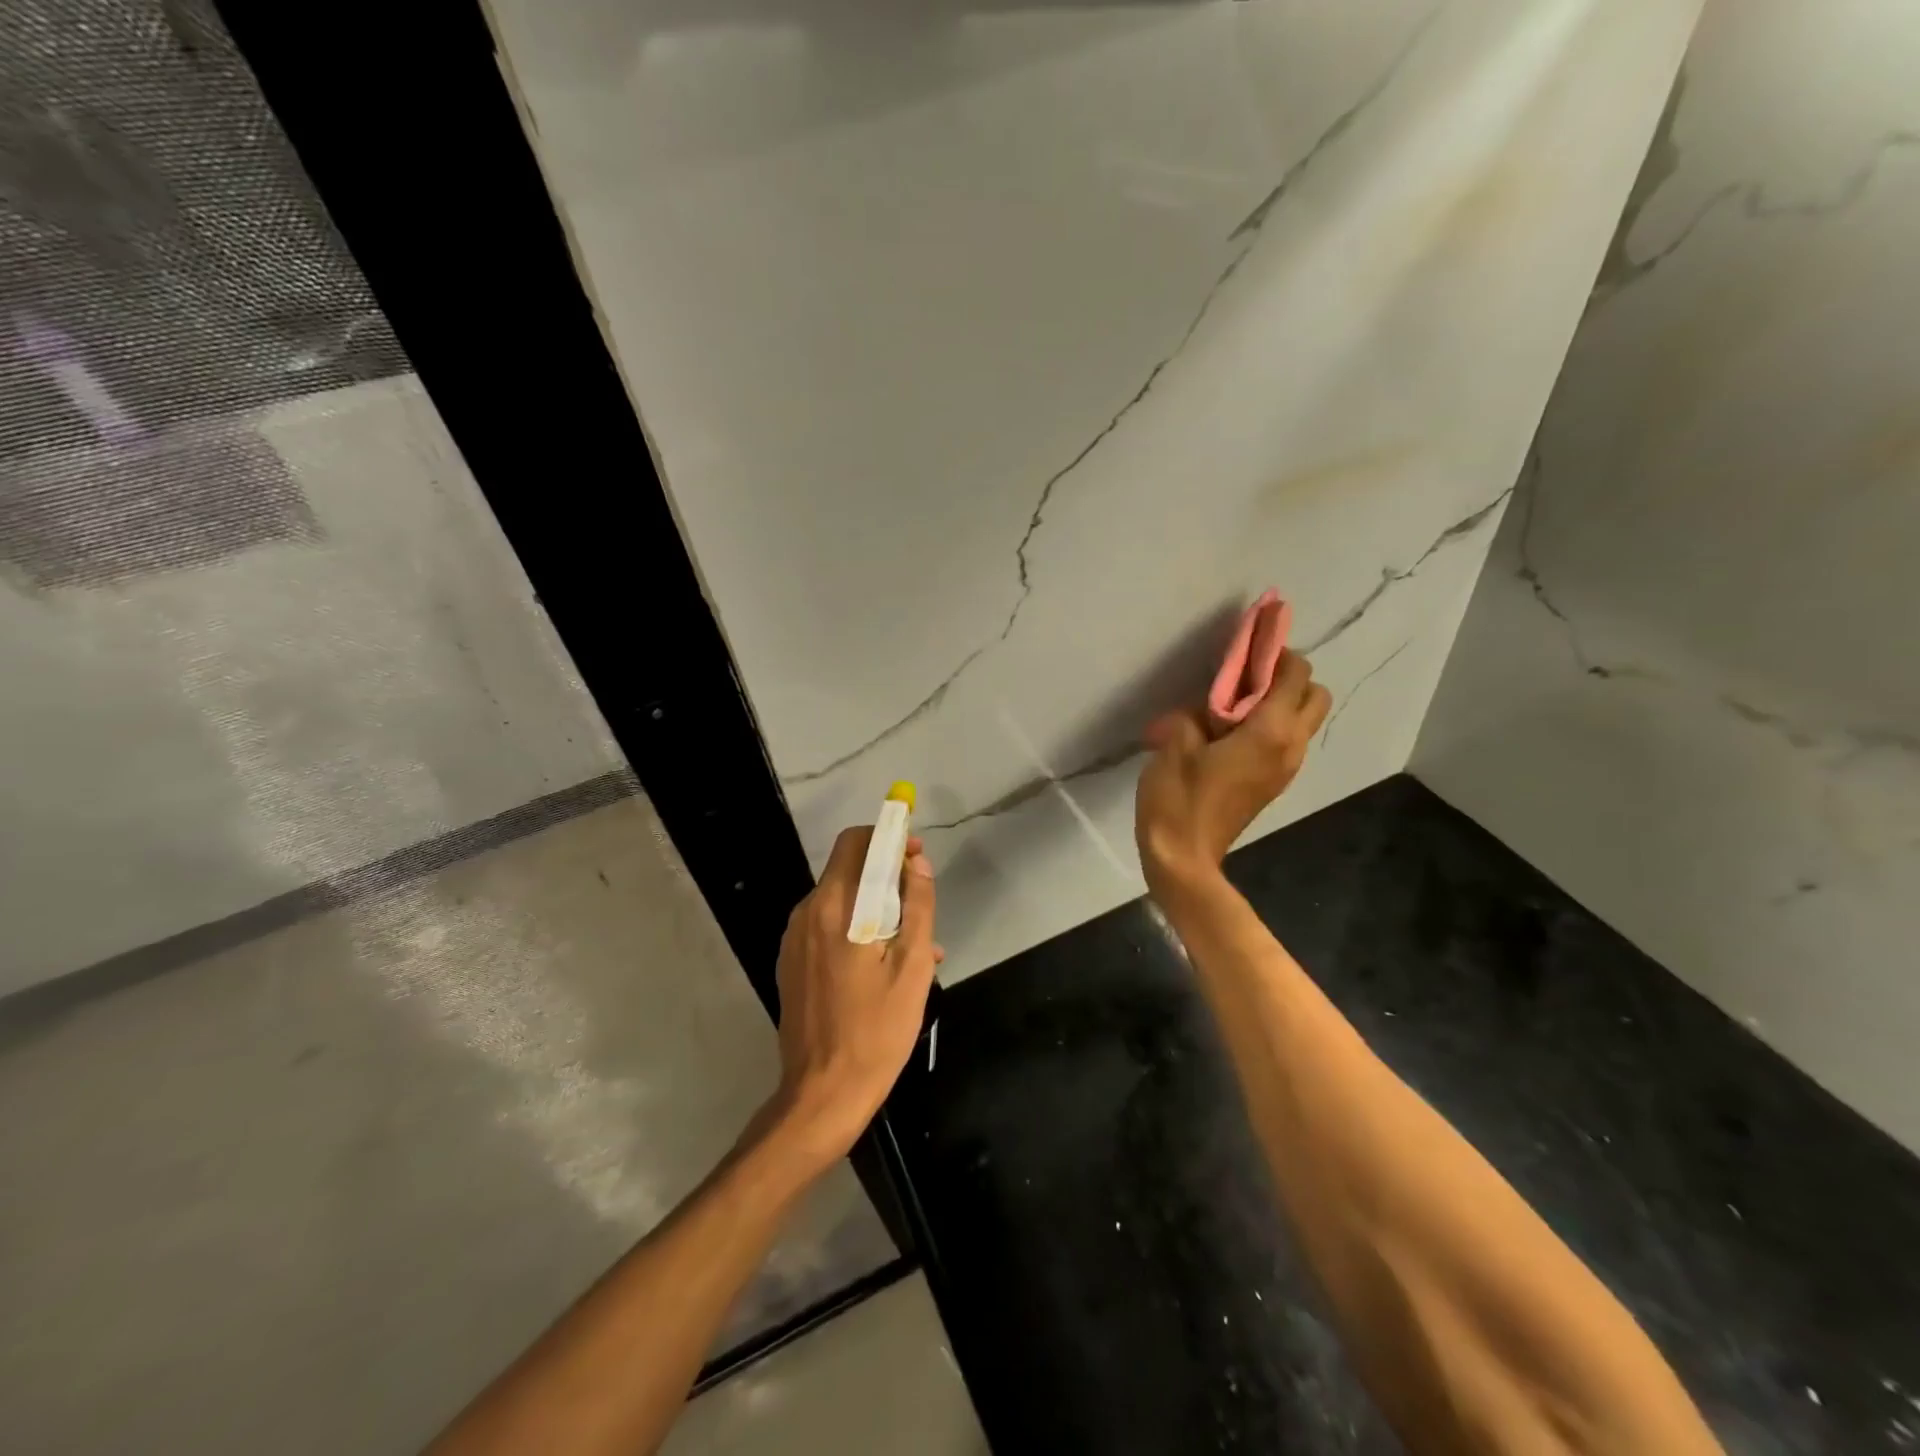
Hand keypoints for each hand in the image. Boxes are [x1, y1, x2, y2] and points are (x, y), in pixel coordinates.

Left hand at [767, 827, 940, 1162]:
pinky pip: (829, 929)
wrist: (822, 1096)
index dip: (889, 839)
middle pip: (848, 871)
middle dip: (887, 877)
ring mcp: (794, 941)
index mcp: (833, 907)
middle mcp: (806, 914)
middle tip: (921, 907)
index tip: (917, 856)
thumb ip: (918, 906)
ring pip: (841, 902)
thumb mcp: (913, 966)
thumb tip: (917, 862)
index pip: (855, 842)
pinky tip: (885, 967)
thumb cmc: (876, 1031)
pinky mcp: (792, 964)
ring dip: (876, 908)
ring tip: (914, 946)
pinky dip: (857, 931)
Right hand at [1136, 648, 1330, 886]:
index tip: (1246, 646)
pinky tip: (1230, 732)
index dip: (1275, 651)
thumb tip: (1203, 711)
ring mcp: (1286, 768)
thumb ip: (1193, 715)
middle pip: (1315, 694)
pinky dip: (1270, 725)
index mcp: (1270, 732)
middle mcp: (1290, 746)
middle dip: (1288, 677)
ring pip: (1304, 719)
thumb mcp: (1174, 745)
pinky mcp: (1273, 783)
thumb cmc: (1178, 800)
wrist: (1183, 859)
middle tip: (1245, 678)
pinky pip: (1286, 740)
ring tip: (1233, 705)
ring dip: (1279, 702)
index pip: (1294, 674)